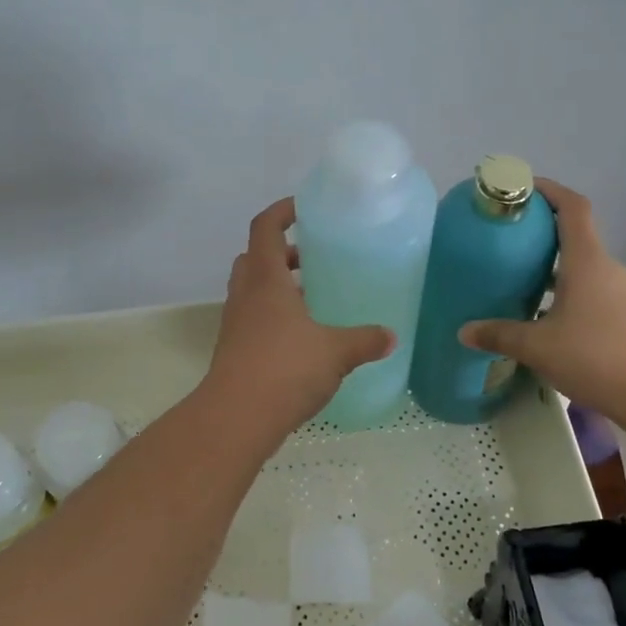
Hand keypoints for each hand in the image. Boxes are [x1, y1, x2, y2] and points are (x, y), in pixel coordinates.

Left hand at [203, 198, 394, 435]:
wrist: (236, 418)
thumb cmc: (285, 369)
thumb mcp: (335, 352)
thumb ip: (364, 340)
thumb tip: (391, 337)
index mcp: (266, 279)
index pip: (265, 228)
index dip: (281, 211)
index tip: (303, 208)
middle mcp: (246, 294)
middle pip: (255, 257)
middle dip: (282, 252)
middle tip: (313, 258)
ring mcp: (236, 323)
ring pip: (253, 289)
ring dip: (277, 285)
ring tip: (313, 297)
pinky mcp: (234, 350)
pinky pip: (253, 318)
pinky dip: (274, 316)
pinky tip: (303, 337)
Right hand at [458, 180, 625, 416]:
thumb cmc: (596, 356)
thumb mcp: (537, 347)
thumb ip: (500, 335)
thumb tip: (464, 331)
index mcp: (587, 261)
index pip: (573, 207)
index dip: (550, 190)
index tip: (524, 188)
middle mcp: (610, 269)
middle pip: (577, 239)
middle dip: (545, 238)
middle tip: (512, 248)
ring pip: (587, 272)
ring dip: (559, 274)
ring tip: (528, 291)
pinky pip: (598, 296)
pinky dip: (574, 298)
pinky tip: (556, 327)